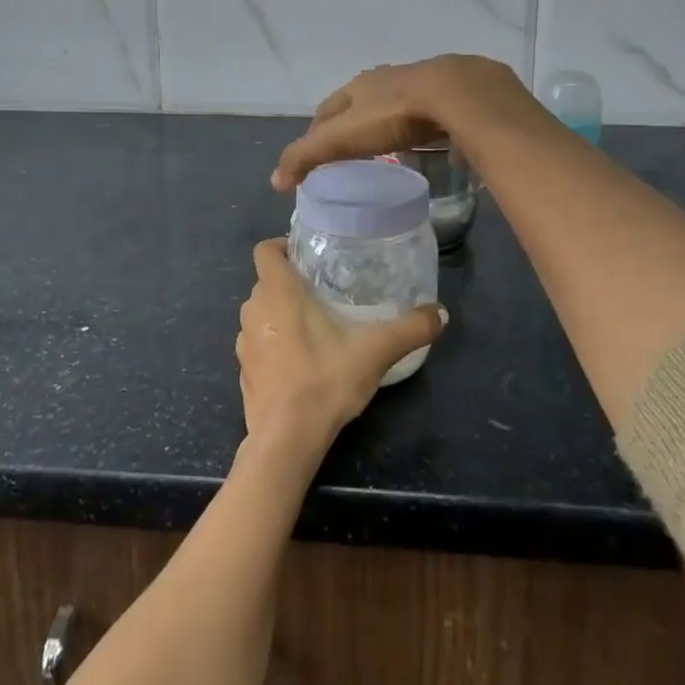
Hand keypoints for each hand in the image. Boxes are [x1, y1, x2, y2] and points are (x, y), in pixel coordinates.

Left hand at [236, 239, 444, 449]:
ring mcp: (243, 342)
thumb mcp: (375, 351)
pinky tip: (299, 362)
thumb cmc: (325, 380)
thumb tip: (442, 313)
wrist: (286, 439)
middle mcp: (253, 309)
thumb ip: (410, 329)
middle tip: (323, 291)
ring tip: (314, 326)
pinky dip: (273, 345)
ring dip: (280, 314)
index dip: (281, 246)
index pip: (264, 250)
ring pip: (261, 313)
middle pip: (266, 282)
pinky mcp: (244, 371)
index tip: (306, 256)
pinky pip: (258, 344)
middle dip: (290, 283)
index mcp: (277, 291)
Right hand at [271, 55, 529, 191]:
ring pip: (394, 107)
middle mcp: (386, 79)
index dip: (316, 132)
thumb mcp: (342, 138)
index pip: (326, 110)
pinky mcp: (452, 95)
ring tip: (386, 152)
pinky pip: (429, 115)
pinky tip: (430, 145)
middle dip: (350, 127)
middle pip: (359, 106)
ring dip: (385, 125)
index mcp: (357, 86)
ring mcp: (421, 84)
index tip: (313, 156)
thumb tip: (275, 181)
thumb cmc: (393, 114)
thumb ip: (308, 156)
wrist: (458, 94)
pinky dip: (421, 129)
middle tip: (348, 156)